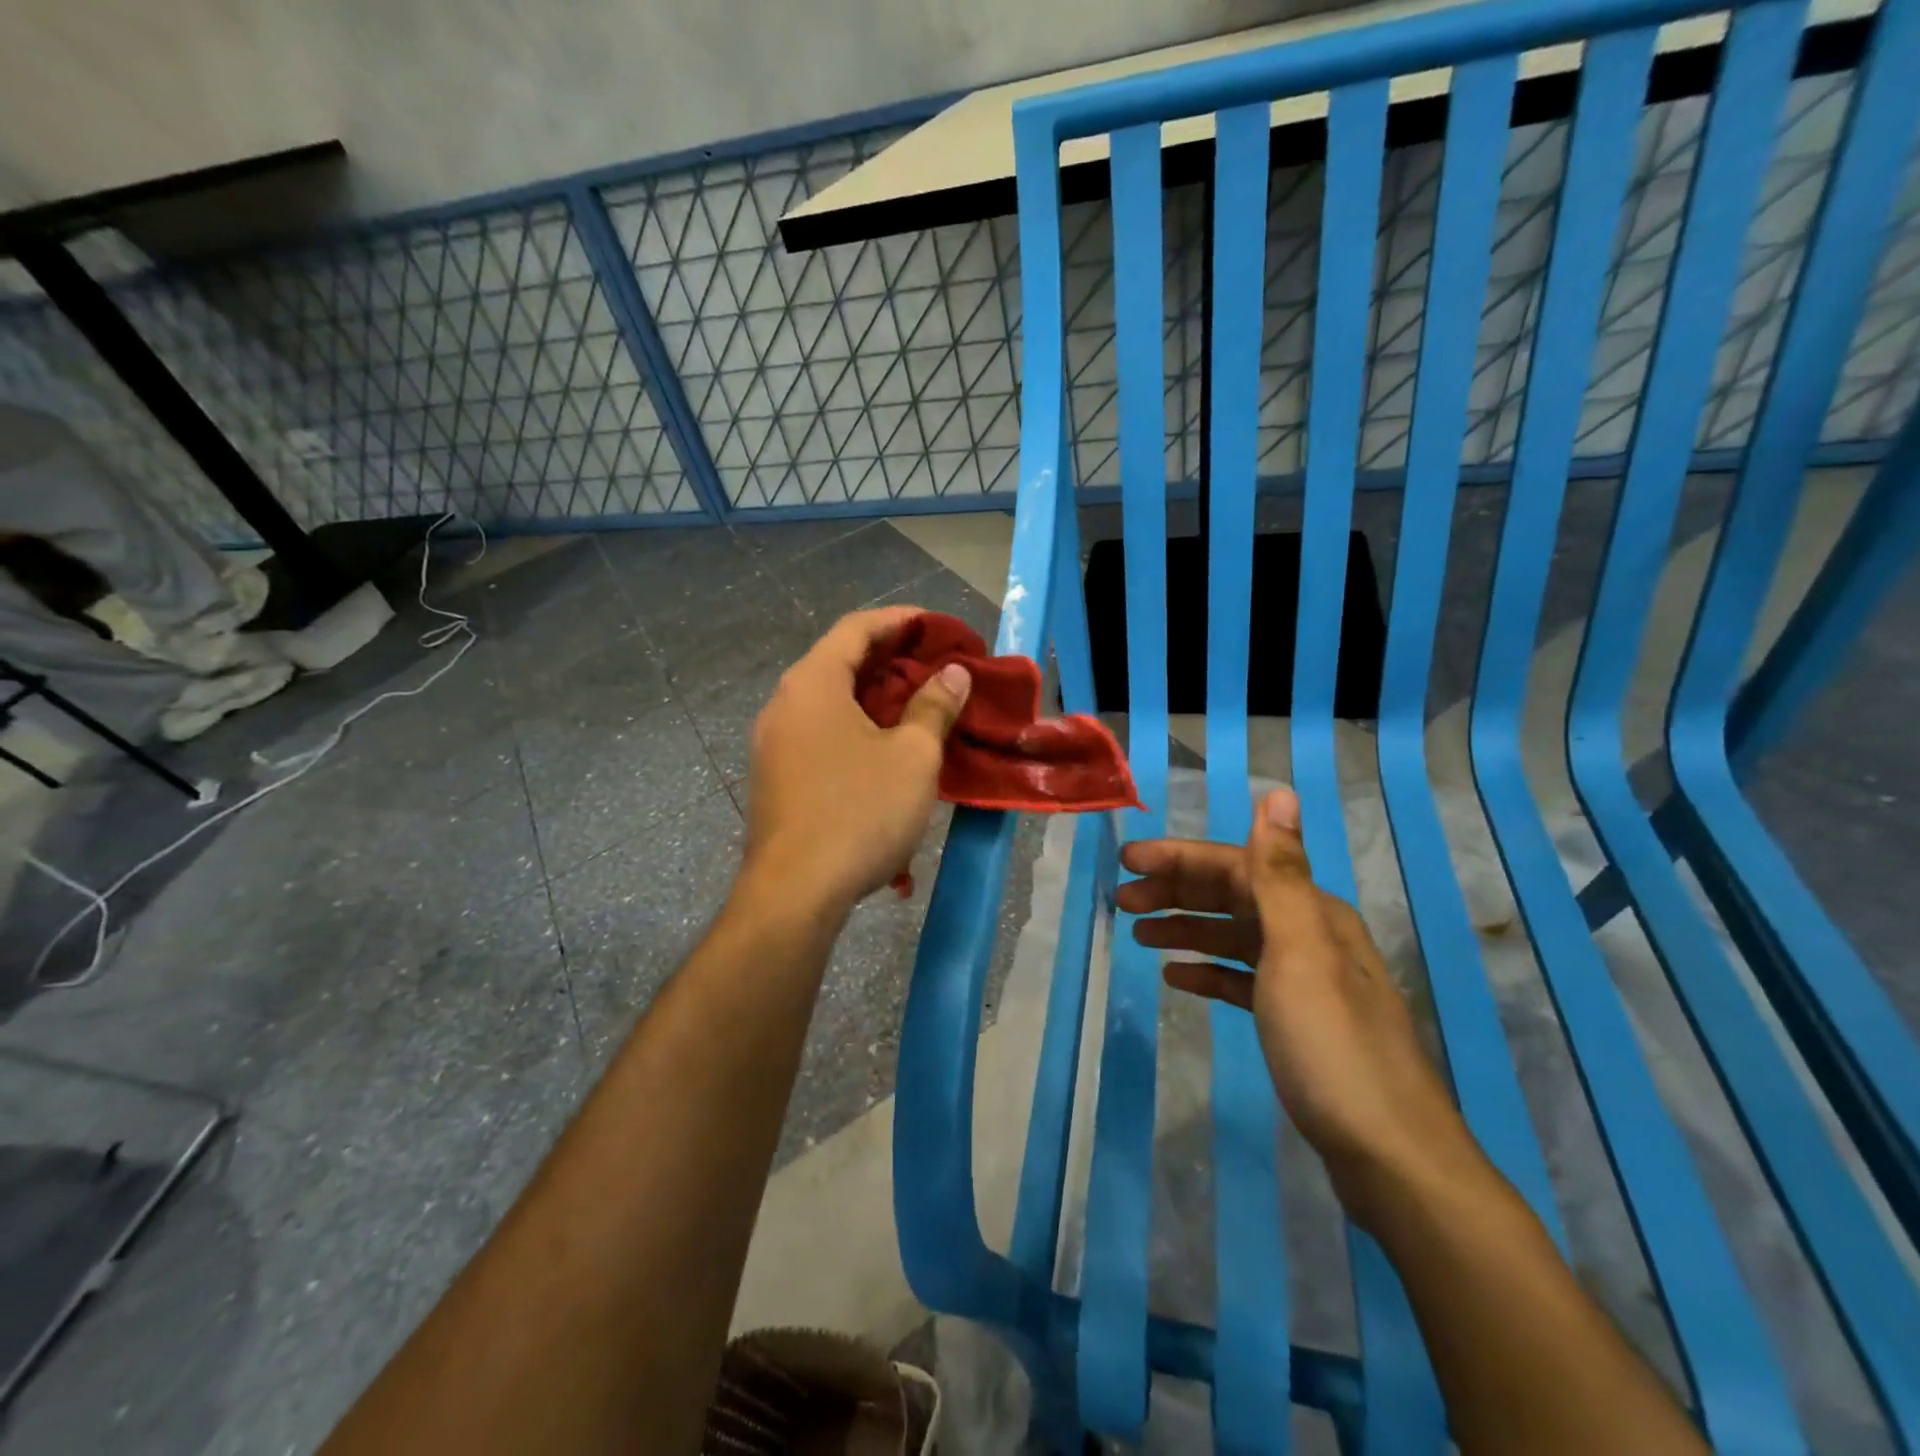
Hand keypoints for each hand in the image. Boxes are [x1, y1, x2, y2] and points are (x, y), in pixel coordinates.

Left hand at [741, 607, 969, 915]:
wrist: (795, 893)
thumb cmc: (860, 812)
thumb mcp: (912, 757)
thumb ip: (934, 707)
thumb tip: (952, 674)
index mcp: (813, 684)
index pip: (855, 628)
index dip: (899, 621)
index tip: (935, 626)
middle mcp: (784, 704)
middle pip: (839, 663)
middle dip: (890, 661)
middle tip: (935, 669)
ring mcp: (774, 743)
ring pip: (829, 702)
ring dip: (874, 699)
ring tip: (917, 709)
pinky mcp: (775, 778)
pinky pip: (819, 734)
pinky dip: (854, 729)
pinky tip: (884, 753)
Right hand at [1118, 787, 1486, 1222]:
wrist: (1390, 1157)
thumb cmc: (1332, 1046)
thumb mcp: (1300, 952)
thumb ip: (1281, 873)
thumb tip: (1280, 791)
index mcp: (1311, 913)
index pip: (1236, 866)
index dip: (1179, 859)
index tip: (1126, 861)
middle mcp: (1311, 936)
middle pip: (1233, 898)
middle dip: (1176, 892)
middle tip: (1122, 901)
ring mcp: (1305, 982)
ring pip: (1235, 937)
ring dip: (1187, 929)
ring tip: (1139, 934)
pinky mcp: (1297, 1022)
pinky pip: (1243, 980)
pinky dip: (1209, 971)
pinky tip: (1177, 976)